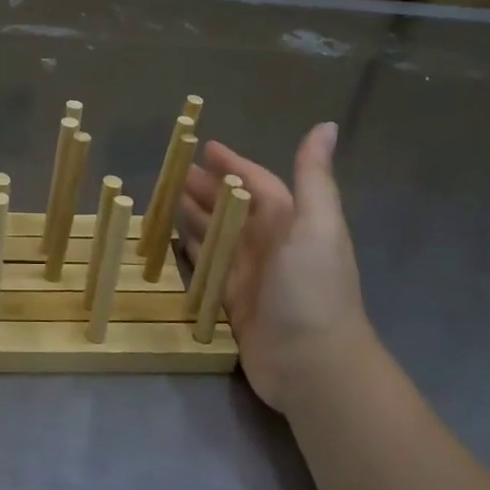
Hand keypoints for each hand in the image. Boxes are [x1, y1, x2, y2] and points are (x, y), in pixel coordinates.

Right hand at [178, 123, 374, 411]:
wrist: (314, 364)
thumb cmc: (314, 288)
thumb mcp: (318, 226)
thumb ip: (314, 177)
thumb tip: (327, 125)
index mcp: (290, 222)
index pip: (257, 183)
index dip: (233, 164)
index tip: (203, 147)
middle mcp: (269, 244)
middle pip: (231, 207)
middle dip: (204, 188)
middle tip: (170, 174)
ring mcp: (249, 274)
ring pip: (215, 235)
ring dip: (193, 215)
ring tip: (163, 199)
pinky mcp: (232, 302)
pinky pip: (205, 267)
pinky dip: (190, 251)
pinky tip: (171, 240)